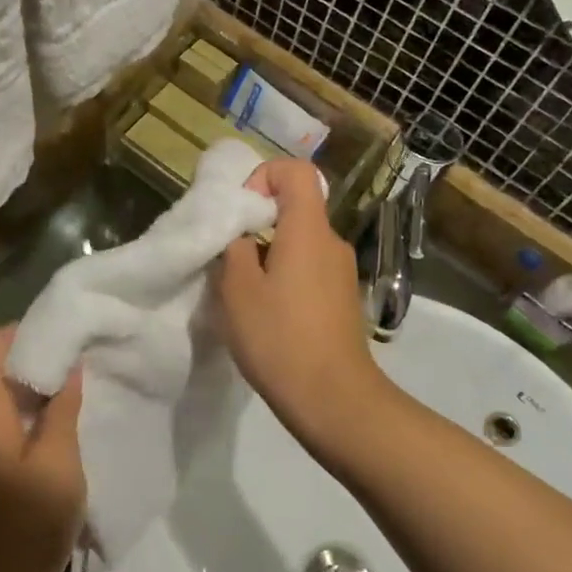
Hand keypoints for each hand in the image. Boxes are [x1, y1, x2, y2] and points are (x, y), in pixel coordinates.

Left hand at [0, 327, 84, 571]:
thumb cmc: (25, 529)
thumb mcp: (57, 466)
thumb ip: (62, 411)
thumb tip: (69, 367)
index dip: (28, 329)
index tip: (68, 325)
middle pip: (2, 371)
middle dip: (41, 357)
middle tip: (85, 351)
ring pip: (10, 400)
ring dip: (43, 388)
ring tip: (84, 379)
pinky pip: (14, 427)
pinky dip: (39, 416)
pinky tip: (72, 420)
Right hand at [219, 159, 396, 461]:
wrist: (334, 400)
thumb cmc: (280, 338)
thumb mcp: (237, 290)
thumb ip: (233, 249)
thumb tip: (239, 235)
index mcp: (308, 229)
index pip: (295, 171)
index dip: (263, 176)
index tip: (239, 212)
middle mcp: (331, 241)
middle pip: (295, 207)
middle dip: (257, 222)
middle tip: (228, 256)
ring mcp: (341, 271)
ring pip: (299, 242)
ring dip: (268, 254)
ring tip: (243, 292)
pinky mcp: (342, 298)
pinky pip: (309, 268)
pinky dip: (284, 276)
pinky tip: (267, 314)